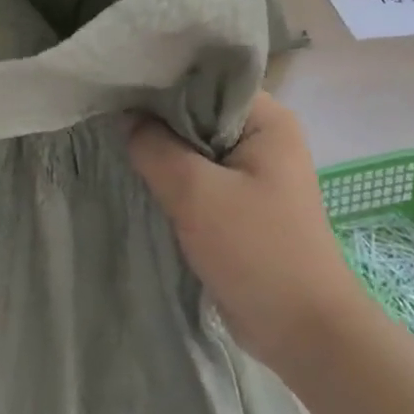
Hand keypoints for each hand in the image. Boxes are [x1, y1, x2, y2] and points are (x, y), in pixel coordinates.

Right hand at [129, 91, 367, 372]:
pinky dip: (175, 178)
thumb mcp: (196, 193)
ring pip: (197, 147)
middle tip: (111, 114)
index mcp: (267, 119)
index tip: (121, 85)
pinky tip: (141, 175)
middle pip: (200, 112)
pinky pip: (201, 177)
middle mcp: (264, 137)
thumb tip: (127, 118)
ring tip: (118, 141)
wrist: (302, 332)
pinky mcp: (242, 204)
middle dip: (159, 119)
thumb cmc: (256, 250)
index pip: (207, 80)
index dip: (163, 81)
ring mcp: (254, 172)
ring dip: (164, 152)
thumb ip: (155, 148)